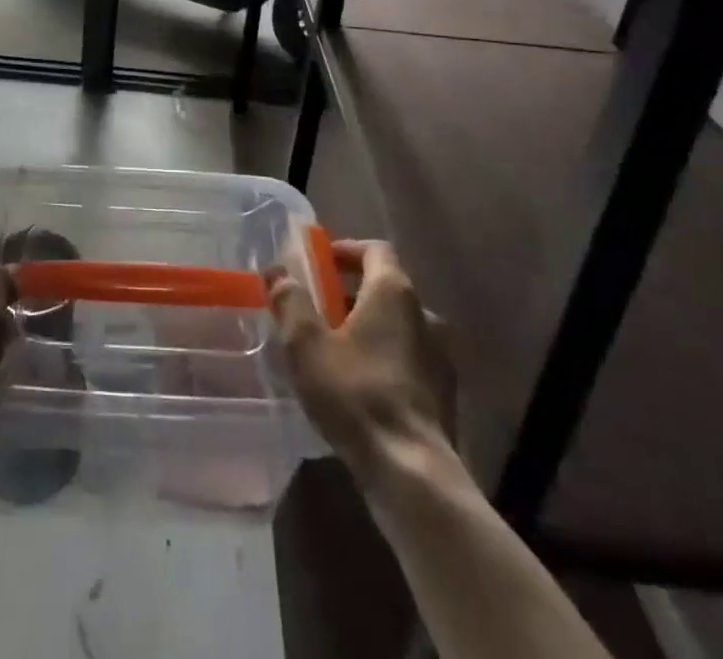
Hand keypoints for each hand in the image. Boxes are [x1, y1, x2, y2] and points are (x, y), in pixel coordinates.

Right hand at [266, 240, 460, 491]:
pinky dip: (383, 359)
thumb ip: (290, 301)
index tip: (319, 264)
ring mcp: (441, 356)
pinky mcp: (445, 394)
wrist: (412, 473)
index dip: (346, 251)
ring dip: (367, 329)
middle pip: (385, 287)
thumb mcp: (305, 344)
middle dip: (349, 294)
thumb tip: (277, 271)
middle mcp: (425, 314)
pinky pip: (408, 359)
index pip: (375, 249)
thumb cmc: (355, 394)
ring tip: (333, 352)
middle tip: (316, 311)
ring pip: (397, 326)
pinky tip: (359, 388)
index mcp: (394, 292)